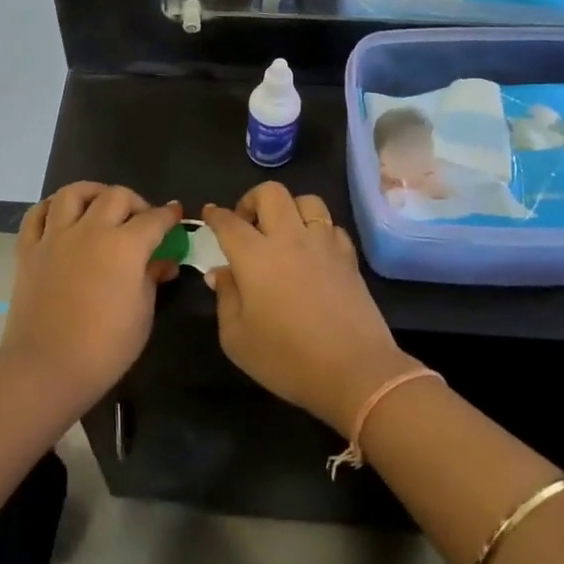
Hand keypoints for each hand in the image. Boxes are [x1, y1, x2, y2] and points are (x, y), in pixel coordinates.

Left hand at [1, 183, 183, 404]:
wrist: (47, 367)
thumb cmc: (105, 347)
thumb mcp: (142, 313)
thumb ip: (152, 278)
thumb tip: (164, 262)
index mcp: (125, 245)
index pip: (153, 219)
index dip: (169, 215)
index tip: (175, 215)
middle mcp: (90, 230)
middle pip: (116, 196)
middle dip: (135, 202)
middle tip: (141, 219)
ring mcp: (55, 237)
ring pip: (73, 193)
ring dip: (93, 193)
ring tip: (100, 205)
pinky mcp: (28, 249)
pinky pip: (37, 214)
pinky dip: (52, 208)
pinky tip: (62, 215)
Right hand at [202, 185, 414, 435]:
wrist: (354, 371)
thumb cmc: (286, 358)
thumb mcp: (237, 338)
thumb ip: (225, 298)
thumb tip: (221, 273)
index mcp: (254, 256)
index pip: (229, 222)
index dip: (216, 215)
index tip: (210, 214)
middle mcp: (289, 238)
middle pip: (271, 193)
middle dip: (252, 200)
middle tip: (247, 224)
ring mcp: (323, 244)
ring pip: (307, 201)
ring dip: (290, 209)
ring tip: (283, 232)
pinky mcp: (349, 257)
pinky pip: (332, 226)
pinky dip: (318, 230)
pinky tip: (313, 251)